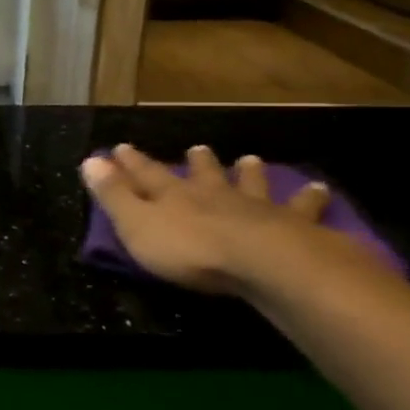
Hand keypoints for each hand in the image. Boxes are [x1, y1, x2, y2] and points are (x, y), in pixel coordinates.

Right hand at [81, 143, 334, 294]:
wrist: (261, 262)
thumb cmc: (190, 250)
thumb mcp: (137, 225)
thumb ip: (114, 195)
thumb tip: (89, 160)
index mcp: (174, 196)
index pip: (147, 174)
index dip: (132, 162)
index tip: (120, 147)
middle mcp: (213, 195)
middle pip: (203, 174)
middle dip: (197, 163)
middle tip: (197, 148)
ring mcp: (254, 208)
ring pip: (250, 184)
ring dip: (249, 173)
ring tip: (252, 160)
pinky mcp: (292, 226)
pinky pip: (302, 209)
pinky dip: (309, 199)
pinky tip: (320, 190)